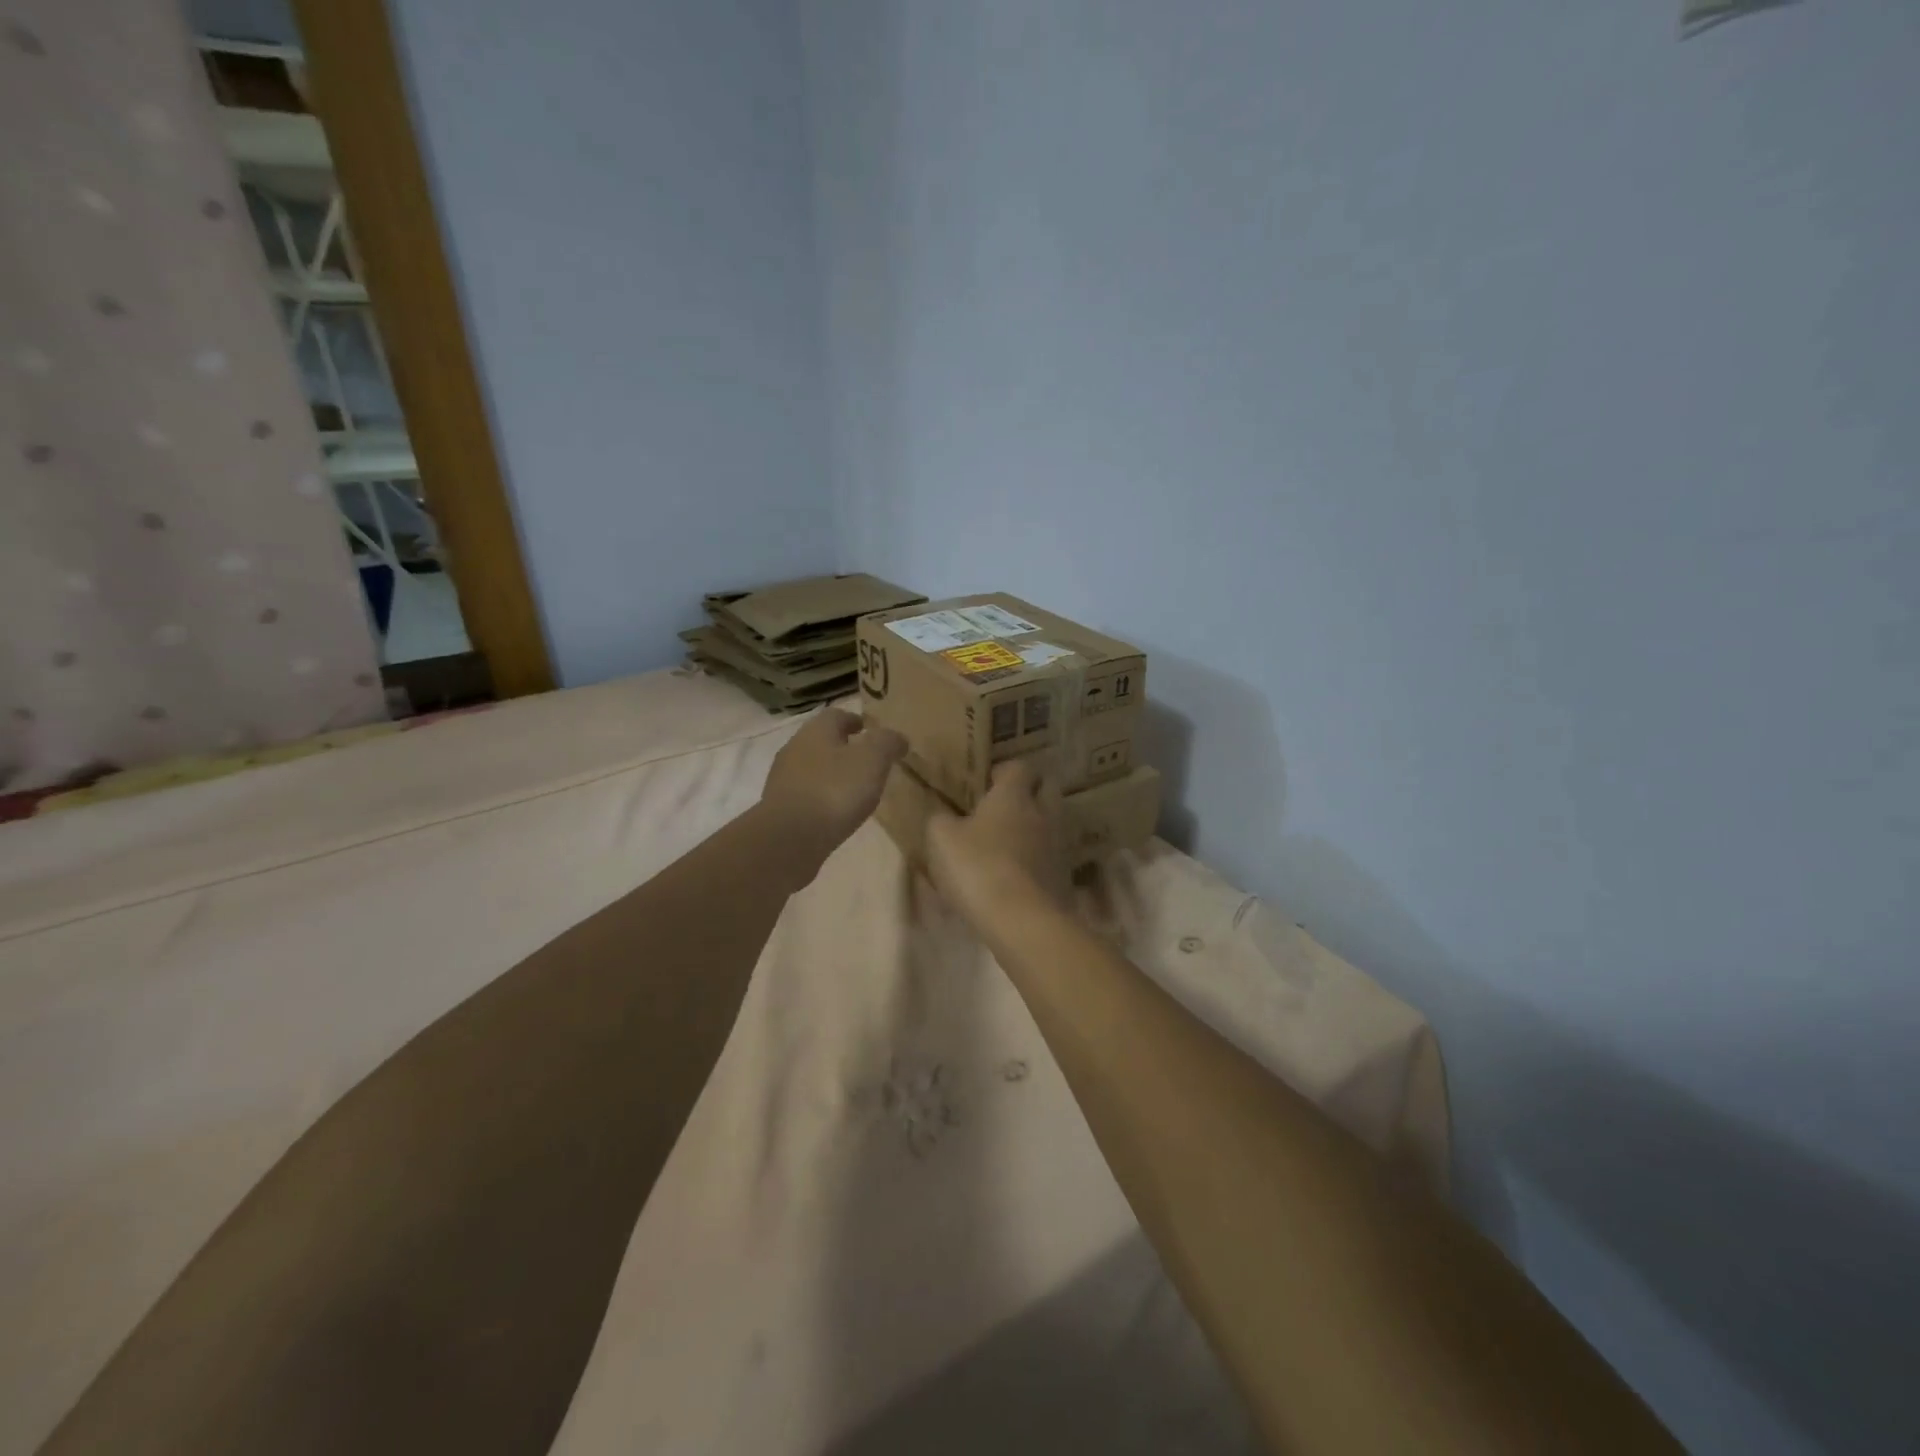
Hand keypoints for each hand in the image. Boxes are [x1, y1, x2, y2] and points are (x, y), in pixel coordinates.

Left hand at [757, 707, 906, 875]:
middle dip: (843, 748)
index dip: (856, 721)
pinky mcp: (778, 807)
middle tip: (867, 762)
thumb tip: (898, 738)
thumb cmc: (834, 790)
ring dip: (830, 774)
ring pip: (811, 767)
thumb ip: (887, 743)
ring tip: (853, 790)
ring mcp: (782, 779)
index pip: (837, 715)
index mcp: (816, 730)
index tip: (871, 732)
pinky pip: (805, 794)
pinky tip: (834, 812)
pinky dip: (820, 797)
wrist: (789, 838)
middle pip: (821, 740)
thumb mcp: (872, 760)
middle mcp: (794, 748)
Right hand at [926, 758, 1069, 932]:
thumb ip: (940, 819)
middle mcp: (1043, 813)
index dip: (1003, 771)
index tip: (986, 784)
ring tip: (1007, 845)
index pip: (1019, 766)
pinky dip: (1038, 861)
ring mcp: (1059, 846)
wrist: (1023, 922)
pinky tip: (1017, 876)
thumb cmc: (978, 868)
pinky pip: (1052, 858)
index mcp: (1014, 795)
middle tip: (1002, 809)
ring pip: (1052, 824)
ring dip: (1035, 828)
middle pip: (1047, 789)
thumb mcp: (941, 839)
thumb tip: (944, 816)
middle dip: (1029, 793)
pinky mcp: (1065, 877)